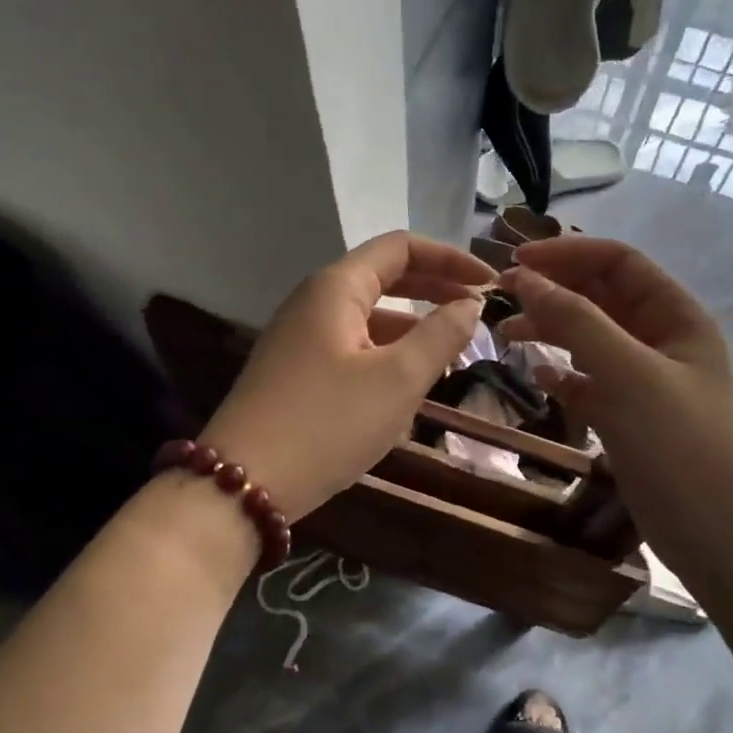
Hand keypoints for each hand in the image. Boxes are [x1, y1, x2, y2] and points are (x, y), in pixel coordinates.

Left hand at [199, 232, 494, 519]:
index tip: (489, 283)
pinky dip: (387, 357)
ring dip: (413, 329)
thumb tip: (470, 304)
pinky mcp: (296, 373)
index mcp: (336, 288)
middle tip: (477, 313)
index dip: (450, 258)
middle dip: (435, 291)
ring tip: (452, 355)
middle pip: (384, 279)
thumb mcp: (397, 379)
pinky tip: (408, 390)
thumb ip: (441, 335)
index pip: (400, 248)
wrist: (243, 484)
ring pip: (369, 319)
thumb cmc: (327, 423)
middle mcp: (314, 303)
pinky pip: (352, 350)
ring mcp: (301, 339)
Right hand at [497, 238, 732, 578]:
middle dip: (553, 290)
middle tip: (501, 297)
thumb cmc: (680, 444)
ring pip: (590, 339)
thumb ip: (576, 321)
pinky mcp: (629, 417)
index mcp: (676, 316)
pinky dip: (563, 375)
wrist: (720, 537)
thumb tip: (524, 277)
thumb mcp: (628, 373)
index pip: (619, 262)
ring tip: (506, 336)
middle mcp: (661, 340)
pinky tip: (538, 378)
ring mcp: (644, 381)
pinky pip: (589, 382)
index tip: (515, 262)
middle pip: (601, 296)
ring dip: (550, 330)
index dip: (568, 253)